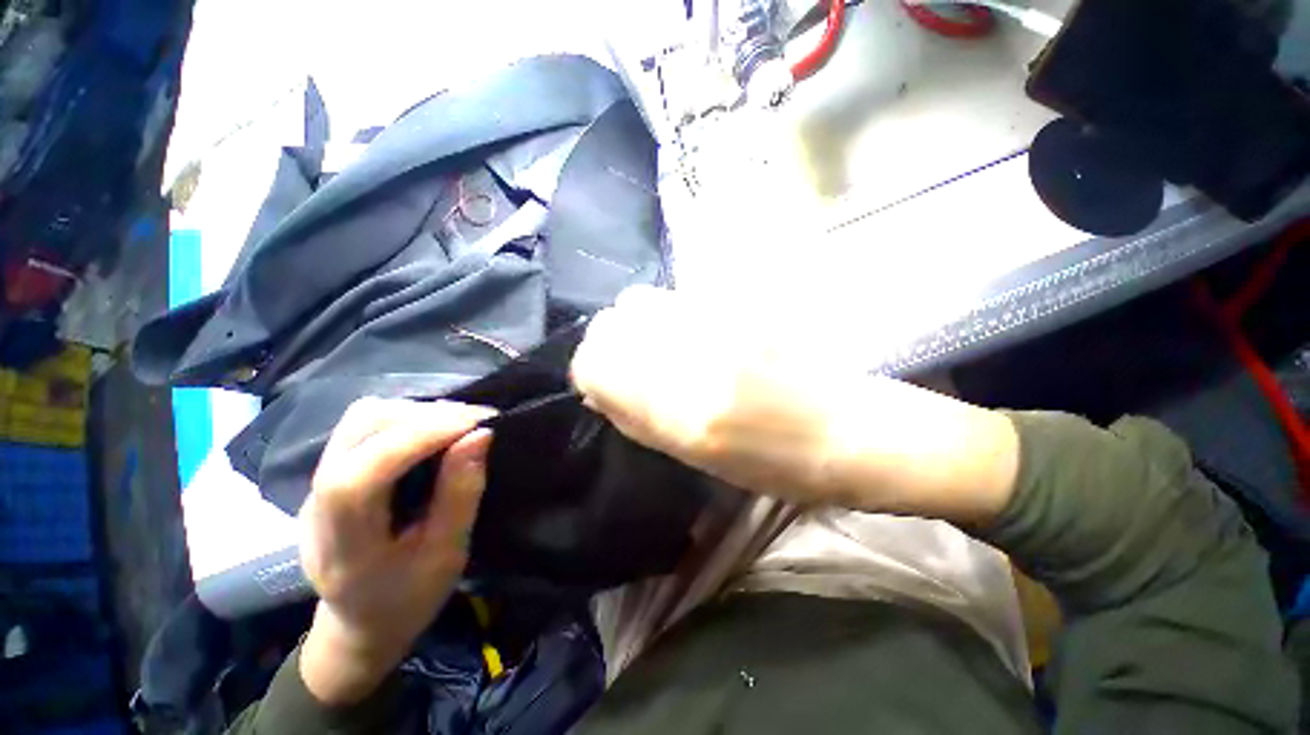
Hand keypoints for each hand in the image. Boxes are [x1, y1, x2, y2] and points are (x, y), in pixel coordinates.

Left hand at [297, 398, 494, 704]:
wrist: (359, 623)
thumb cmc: (407, 598)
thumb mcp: (446, 555)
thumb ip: (460, 494)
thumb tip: (480, 435)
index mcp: (343, 540)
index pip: (364, 472)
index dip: (421, 438)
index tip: (478, 423)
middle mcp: (318, 501)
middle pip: (359, 429)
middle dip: (425, 415)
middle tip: (476, 421)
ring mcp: (319, 482)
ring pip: (362, 418)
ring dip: (417, 412)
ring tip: (460, 422)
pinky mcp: (333, 472)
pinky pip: (368, 426)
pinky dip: (408, 418)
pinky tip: (436, 430)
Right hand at [571, 286, 1019, 523]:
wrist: (853, 432)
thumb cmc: (776, 466)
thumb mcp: (695, 459)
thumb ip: (638, 420)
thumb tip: (599, 390)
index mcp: (684, 412)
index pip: (596, 362)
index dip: (590, 371)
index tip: (601, 384)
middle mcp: (696, 357)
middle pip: (614, 321)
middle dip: (610, 345)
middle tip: (631, 366)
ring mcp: (720, 321)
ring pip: (641, 301)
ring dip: (639, 326)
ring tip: (664, 350)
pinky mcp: (741, 305)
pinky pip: (677, 298)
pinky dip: (667, 316)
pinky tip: (693, 337)